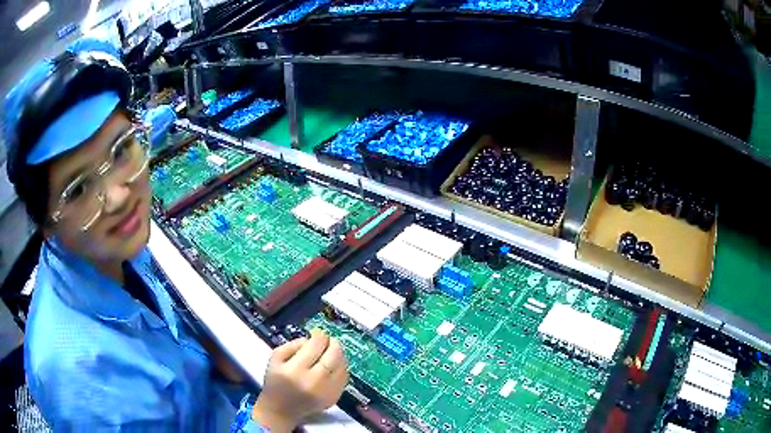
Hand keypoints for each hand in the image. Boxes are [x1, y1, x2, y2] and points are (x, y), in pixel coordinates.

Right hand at [252, 329, 348, 432]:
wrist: (281, 410)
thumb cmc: (275, 382)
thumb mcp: (275, 358)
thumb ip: (292, 345)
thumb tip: (311, 339)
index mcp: (295, 370)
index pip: (315, 346)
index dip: (320, 336)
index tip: (318, 332)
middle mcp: (313, 381)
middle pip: (333, 356)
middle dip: (333, 343)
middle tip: (329, 340)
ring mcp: (326, 392)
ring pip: (342, 366)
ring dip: (339, 355)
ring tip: (332, 351)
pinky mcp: (334, 398)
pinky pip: (344, 378)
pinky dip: (341, 368)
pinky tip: (334, 365)